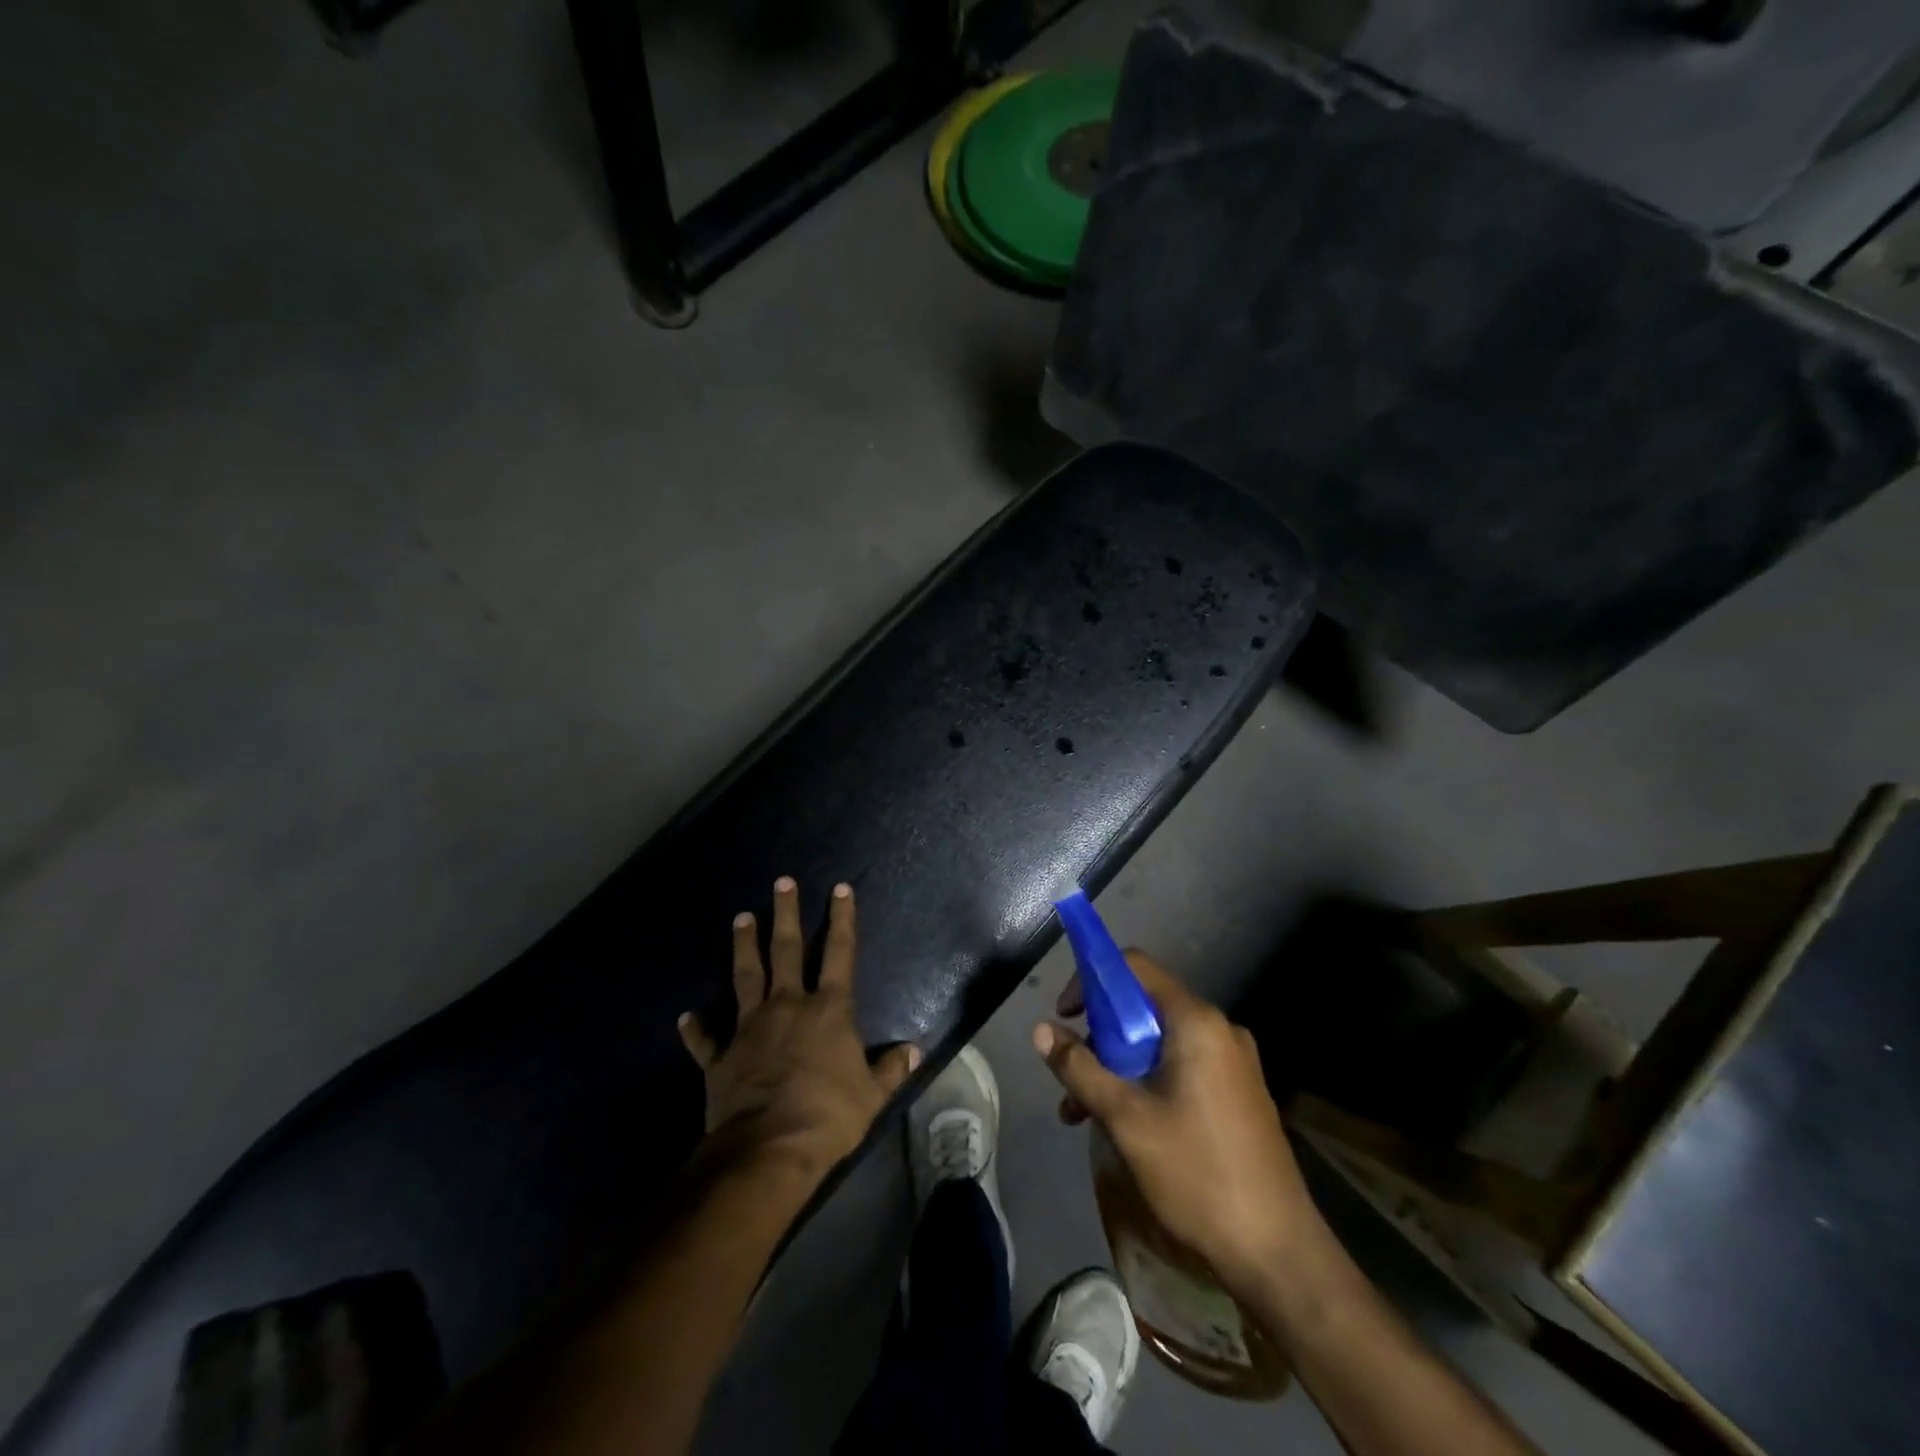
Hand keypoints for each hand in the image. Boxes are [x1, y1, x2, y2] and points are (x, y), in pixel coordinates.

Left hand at [680, 878, 919, 1183]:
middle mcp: (788, 1006)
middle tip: (781, 882)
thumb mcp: (871, 1095)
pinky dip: (698, 1028)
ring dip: (743, 946)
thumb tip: (914, 1049)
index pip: (840, 953)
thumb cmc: (828, 1116)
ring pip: (746, 976)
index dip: (842, 919)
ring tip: (740, 918)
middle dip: (786, 914)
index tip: (839, 888)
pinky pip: (707, 1038)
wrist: (768, 1149)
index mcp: (828, 1010)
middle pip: (787, 950)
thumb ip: (890, 1068)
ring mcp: (750, 1028)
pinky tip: (687, 1016)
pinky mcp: (720, 1056)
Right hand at [1034, 952, 1320, 1291]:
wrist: (1278, 1254)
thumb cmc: (1197, 1173)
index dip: (1093, 981)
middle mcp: (1218, 1030)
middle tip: (1072, 1078)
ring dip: (1117, 1068)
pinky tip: (1123, 1128)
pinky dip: (1145, 1084)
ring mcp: (1233, 1063)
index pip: (1135, 968)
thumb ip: (1080, 1068)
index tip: (1066, 1016)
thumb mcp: (1126, 1119)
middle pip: (1144, 1008)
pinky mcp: (1238, 1094)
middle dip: (1099, 1038)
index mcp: (1196, 1022)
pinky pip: (1180, 1068)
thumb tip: (1041, 1030)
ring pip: (1158, 1044)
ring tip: (1082, 1115)